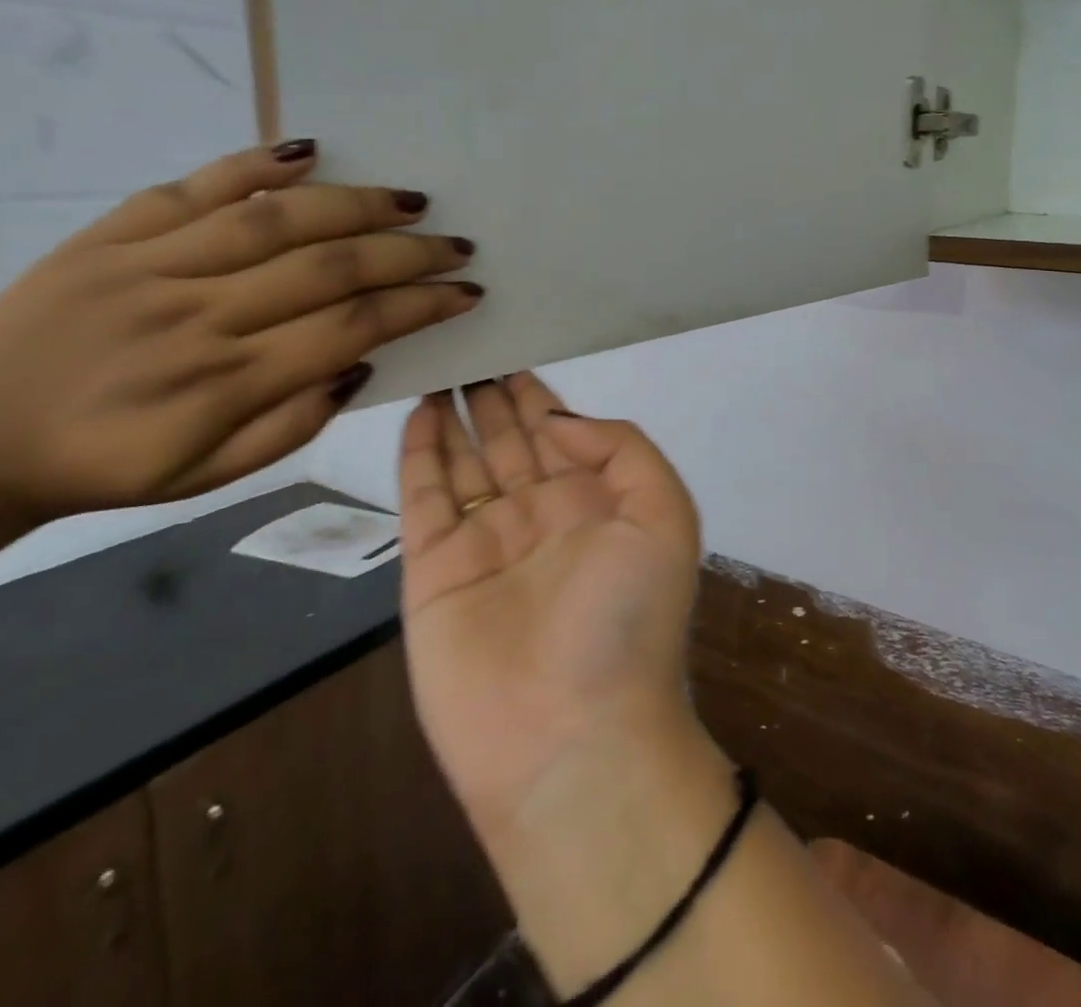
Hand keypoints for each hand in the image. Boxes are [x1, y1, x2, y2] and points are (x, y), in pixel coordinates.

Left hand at [0, 140, 482, 534]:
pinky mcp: (108, 236)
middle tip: (457, 245)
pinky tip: (309, 151)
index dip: (420, 305)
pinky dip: (254, 165)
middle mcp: (196, 315)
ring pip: (275, 220)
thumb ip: (293, 424)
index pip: (352, 327)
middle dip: (408, 253)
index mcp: (225, 382)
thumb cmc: (103, 466)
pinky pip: (192, 189)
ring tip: (410, 200)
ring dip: (355, 204)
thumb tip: (362, 364)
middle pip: (328, 268)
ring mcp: (149, 266)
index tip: (465, 292)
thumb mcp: (208, 477)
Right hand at [398, 374, 704, 843]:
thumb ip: (621, 449)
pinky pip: (423, 498)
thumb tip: (557, 418)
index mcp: (595, 503)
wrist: (572, 738)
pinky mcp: (433, 570)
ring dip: (454, 414)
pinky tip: (416, 411)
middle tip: (470, 341)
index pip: (561, 431)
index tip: (518, 345)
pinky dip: (419, 454)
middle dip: (492, 395)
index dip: (540, 392)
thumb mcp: (663, 515)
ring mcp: (485, 540)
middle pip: (510, 438)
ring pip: (465, 459)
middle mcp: (540, 515)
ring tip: (439, 363)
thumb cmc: (627, 618)